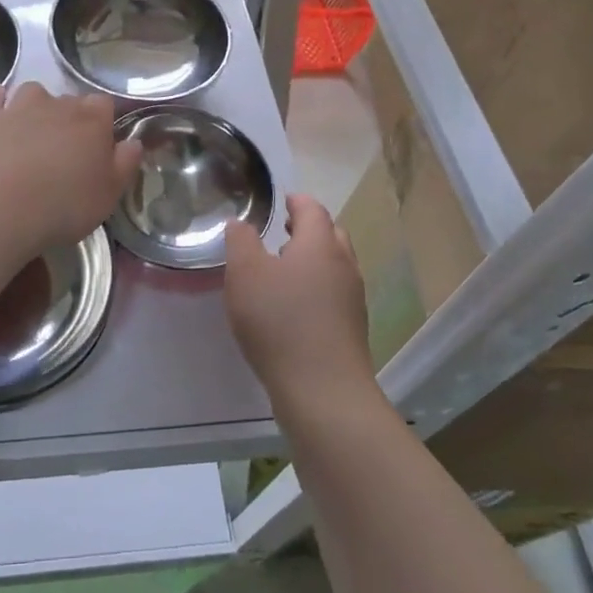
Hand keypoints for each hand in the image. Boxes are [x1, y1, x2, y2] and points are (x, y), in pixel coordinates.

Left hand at [0, 83, 141, 247]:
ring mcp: (19, 107)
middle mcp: (58, 105)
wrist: (1, 208)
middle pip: (70, 100)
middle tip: (65, 149)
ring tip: (33, 131)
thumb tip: (133, 142)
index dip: (102, 121)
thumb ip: (125, 164)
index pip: (104, 104)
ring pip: (33, 92)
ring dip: (36, 106)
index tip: (98, 144)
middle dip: (70, 118)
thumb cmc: (64, 205)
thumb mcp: (109, 194)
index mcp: (92, 121)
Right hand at [225, 194, 375, 409]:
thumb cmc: (280, 322)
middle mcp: (343, 265)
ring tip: (284, 268)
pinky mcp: (352, 329)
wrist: (324, 392)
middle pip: (331, 235)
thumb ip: (240, 241)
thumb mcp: (245, 274)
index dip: (297, 201)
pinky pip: (335, 293)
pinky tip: (294, 306)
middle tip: (283, 231)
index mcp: (320, 244)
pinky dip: (317, 287)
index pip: (312, 209)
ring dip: (313, 259)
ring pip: (335, 266)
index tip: (283, 200)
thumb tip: (240, 223)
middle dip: (308, 229)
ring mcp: (353, 299)